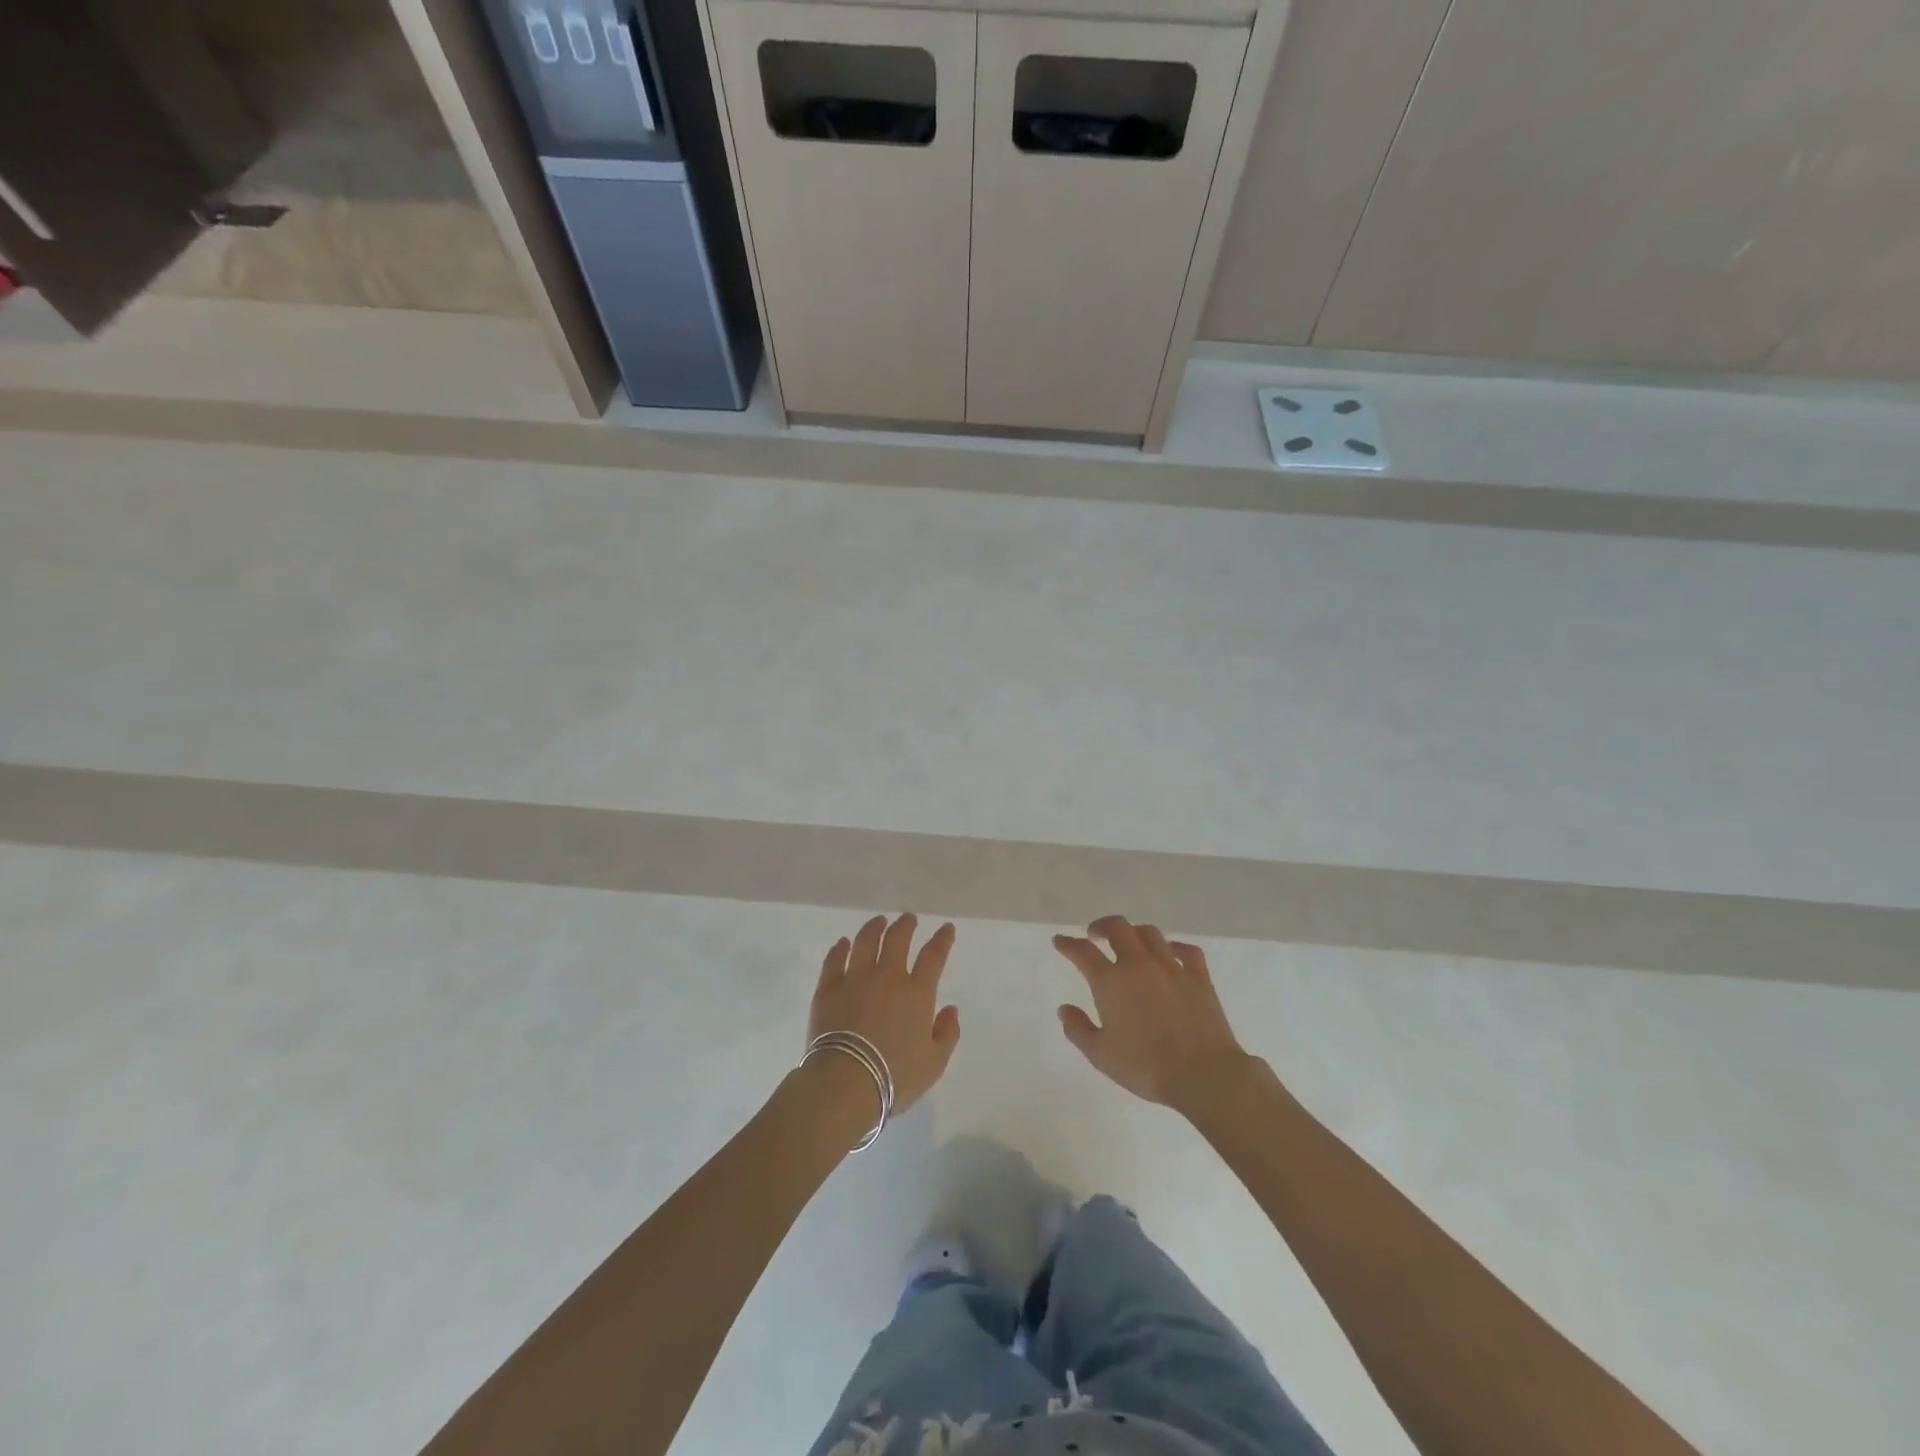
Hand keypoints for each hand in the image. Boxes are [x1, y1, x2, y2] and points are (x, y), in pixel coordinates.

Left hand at [809, 914, 960, 1122]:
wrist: (845, 1082)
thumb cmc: (895, 1076)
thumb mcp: (934, 1063)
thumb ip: (947, 1033)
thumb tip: (951, 1009)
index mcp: (917, 992)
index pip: (934, 956)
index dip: (942, 939)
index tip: (946, 928)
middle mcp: (888, 976)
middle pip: (898, 939)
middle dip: (906, 925)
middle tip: (908, 919)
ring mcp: (855, 978)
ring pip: (866, 941)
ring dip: (875, 927)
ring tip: (879, 921)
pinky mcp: (828, 988)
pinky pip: (834, 959)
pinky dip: (840, 948)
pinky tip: (843, 943)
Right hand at [1053, 916, 1251, 1115]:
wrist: (1203, 1074)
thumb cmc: (1146, 1067)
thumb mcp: (1101, 1055)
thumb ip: (1078, 1029)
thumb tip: (1064, 1009)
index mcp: (1111, 981)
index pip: (1083, 951)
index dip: (1068, 944)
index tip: (1060, 941)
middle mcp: (1139, 965)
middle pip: (1117, 927)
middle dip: (1102, 926)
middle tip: (1094, 935)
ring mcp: (1171, 967)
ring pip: (1149, 933)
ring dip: (1134, 933)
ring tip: (1129, 943)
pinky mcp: (1198, 977)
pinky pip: (1186, 950)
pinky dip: (1174, 946)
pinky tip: (1170, 953)